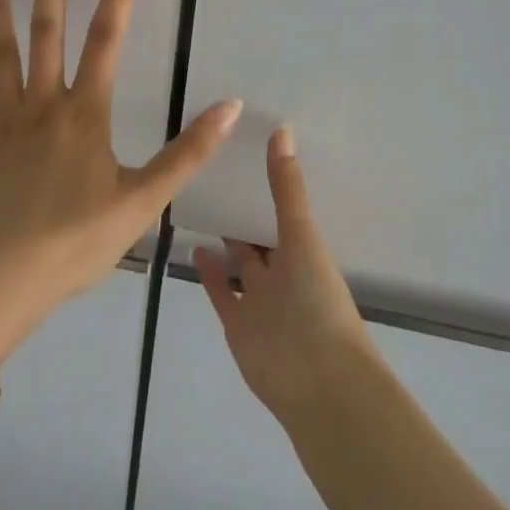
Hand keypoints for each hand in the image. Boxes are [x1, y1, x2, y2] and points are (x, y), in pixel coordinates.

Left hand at [0, 0, 241, 359]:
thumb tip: (231, 107)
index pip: (106, 39)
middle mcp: (43, 105)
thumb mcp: (144, 200)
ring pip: (1, 54)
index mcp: (85, 114)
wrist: (2, 274)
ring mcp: (3, 122)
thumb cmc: (77, 239)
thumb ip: (187, 152)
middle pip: (47, 31)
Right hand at [195, 128, 377, 418]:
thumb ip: (287, 189)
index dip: (266, 187)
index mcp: (303, 251)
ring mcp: (258, 299)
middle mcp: (281, 272)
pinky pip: (219, 292)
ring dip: (222, 242)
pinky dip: (207, 272)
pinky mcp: (236, 322)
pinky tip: (192, 246)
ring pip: (237, 265)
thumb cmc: (317, 301)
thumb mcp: (303, 237)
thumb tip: (282, 130)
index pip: (282, 212)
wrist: (317, 379)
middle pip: (259, 239)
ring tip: (195, 209)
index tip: (242, 154)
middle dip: (241, 214)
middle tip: (211, 177)